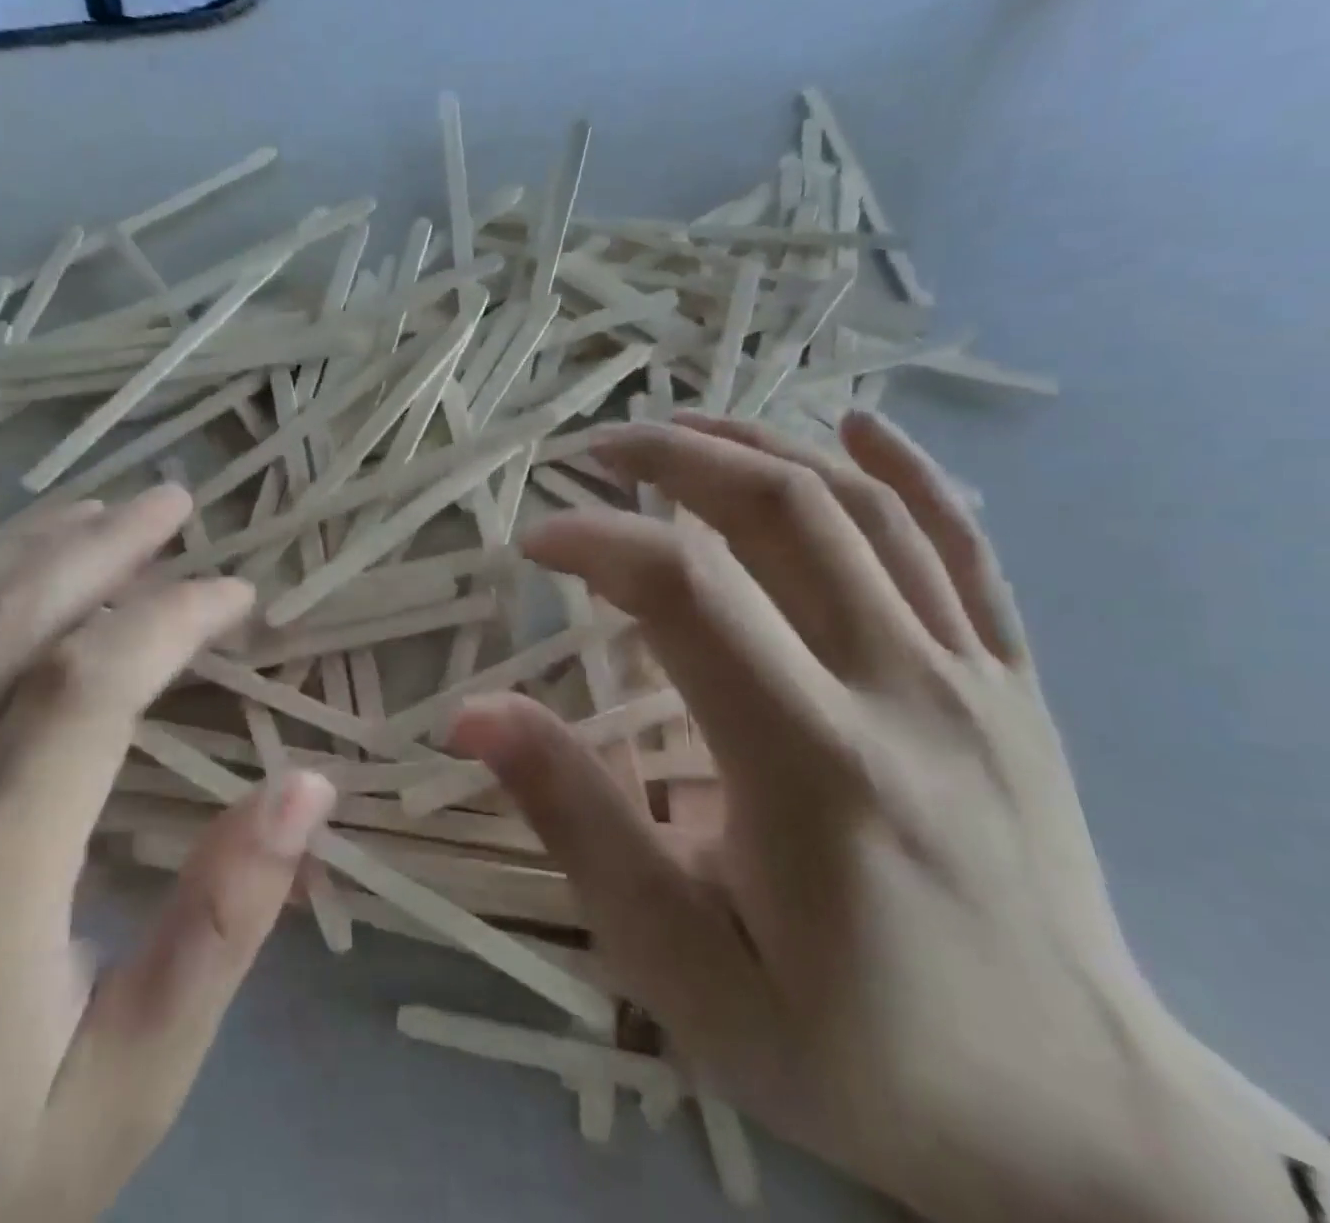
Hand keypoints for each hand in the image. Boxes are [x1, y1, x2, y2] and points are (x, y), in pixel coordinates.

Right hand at [454, 411, 1319, 1222]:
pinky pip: (967, 546)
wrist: (1075, 1124)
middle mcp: (901, 690)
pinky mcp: (1014, 684)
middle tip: (594, 449)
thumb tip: (473, 714)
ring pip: (863, 508)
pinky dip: (905, 471)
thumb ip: (574, 822)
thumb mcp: (680, 964)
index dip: (595, 541)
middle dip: (672, 457)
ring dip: (759, 444)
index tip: (534, 538)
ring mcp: (973, 677)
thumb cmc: (854, 1051)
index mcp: (811, 763)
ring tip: (680, 424)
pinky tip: (853, 424)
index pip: (685, 593)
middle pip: (780, 513)